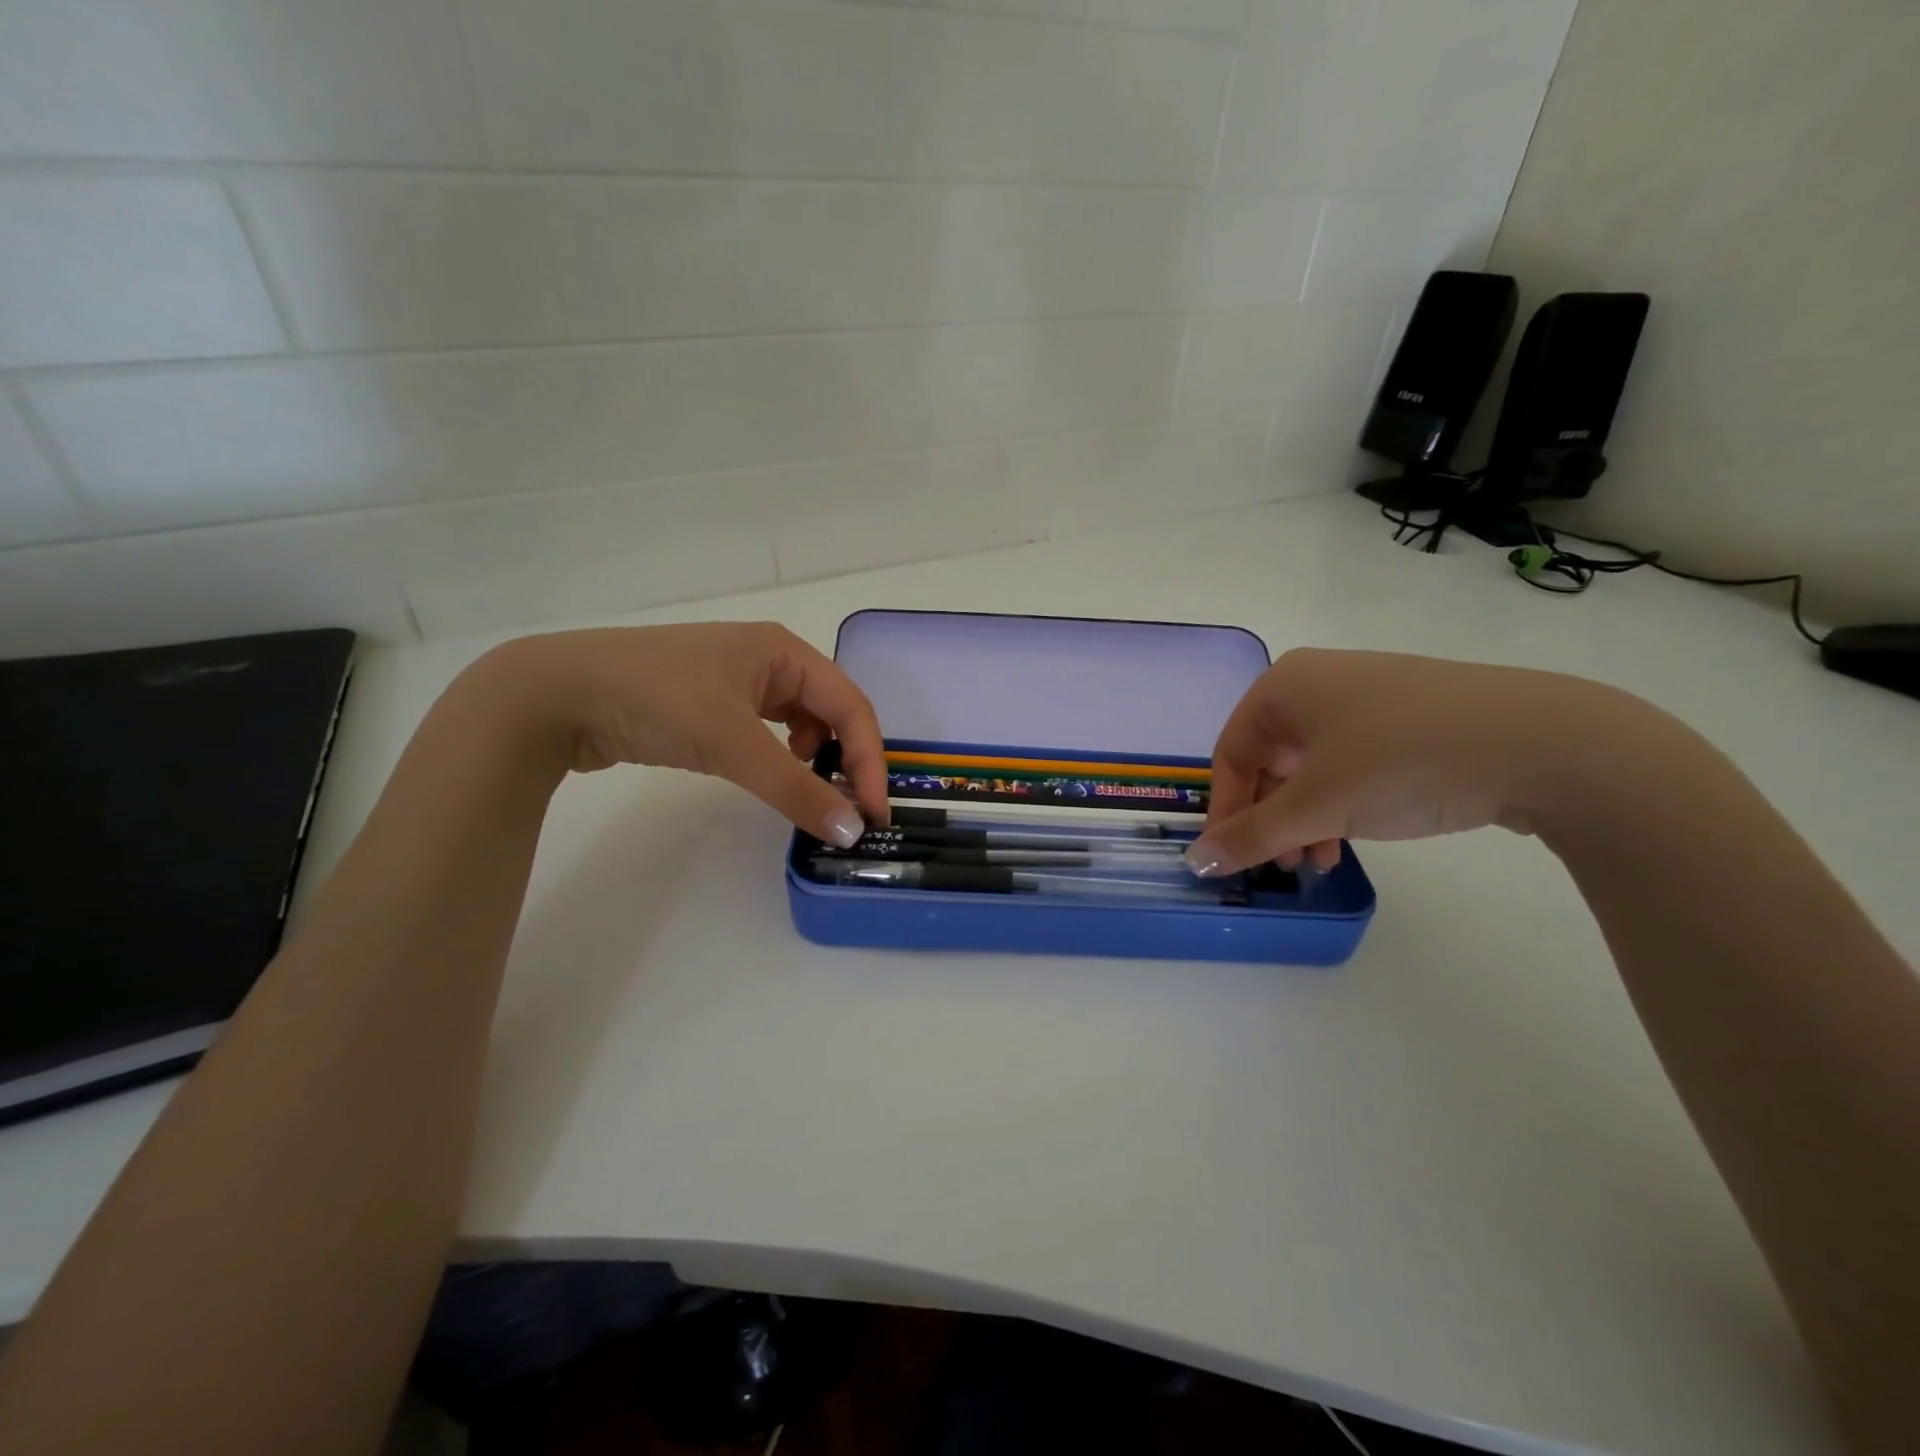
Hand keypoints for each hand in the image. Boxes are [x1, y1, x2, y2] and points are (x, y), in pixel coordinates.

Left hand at [469, 623, 886, 846]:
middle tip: (849, 808)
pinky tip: (769, 773)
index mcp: (784, 651)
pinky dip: (779, 755)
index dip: (869, 760)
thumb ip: (795, 789)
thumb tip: (852, 832)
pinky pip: (765, 730)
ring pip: (798, 721)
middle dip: (846, 758)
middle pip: (830, 710)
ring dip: (814, 757)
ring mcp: (735, 679)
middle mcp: (768, 658)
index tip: (872, 812)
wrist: (554, 693)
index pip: (851, 706)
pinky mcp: (708, 702)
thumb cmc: (656, 700)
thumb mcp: (732, 743)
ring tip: (810, 790)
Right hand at [1184, 648, 1617, 876]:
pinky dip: (1341, 802)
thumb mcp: (1318, 806)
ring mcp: (1370, 695)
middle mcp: (1320, 681)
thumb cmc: (1402, 761)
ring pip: (1312, 765)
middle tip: (1278, 864)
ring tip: (1318, 860)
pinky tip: (1355, 836)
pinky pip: (1353, 762)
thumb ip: (1251, 835)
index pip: (1231, 753)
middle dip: (1269, 817)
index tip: (1231, 859)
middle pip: (1270, 759)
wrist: (1546, 743)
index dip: (1225, 810)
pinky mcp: (1413, 717)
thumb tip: (1195, 863)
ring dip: (1304, 817)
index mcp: (1285, 685)